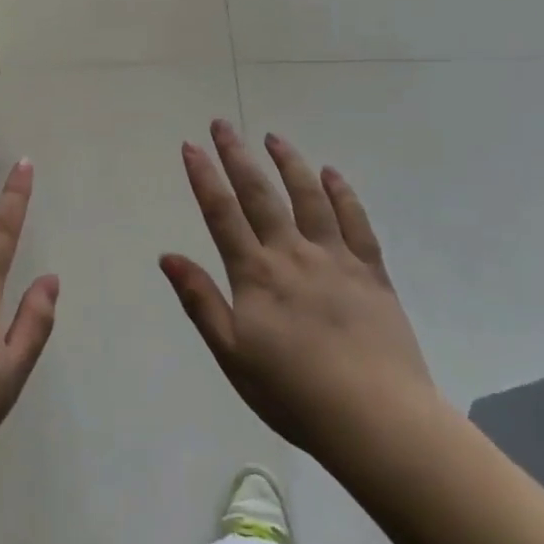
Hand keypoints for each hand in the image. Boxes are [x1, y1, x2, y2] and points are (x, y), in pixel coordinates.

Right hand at [161, 120, 439, 459]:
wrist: (376, 419)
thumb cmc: (293, 394)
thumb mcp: (232, 354)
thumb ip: (200, 301)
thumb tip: (168, 256)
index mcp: (256, 274)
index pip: (222, 214)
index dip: (204, 177)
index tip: (191, 146)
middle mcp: (293, 253)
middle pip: (260, 194)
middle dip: (237, 156)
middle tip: (222, 124)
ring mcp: (335, 258)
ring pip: (308, 197)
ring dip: (288, 163)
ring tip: (273, 137)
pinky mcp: (371, 271)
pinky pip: (355, 221)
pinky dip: (342, 193)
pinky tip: (331, 174)